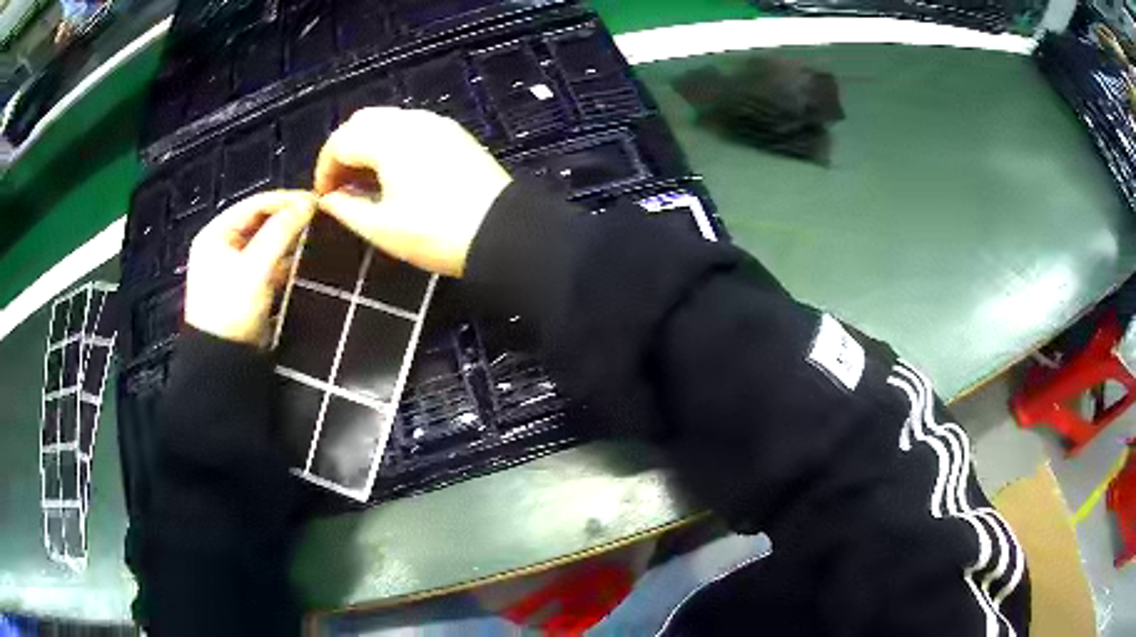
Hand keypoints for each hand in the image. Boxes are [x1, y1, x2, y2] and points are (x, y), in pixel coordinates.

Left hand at [185, 191, 315, 345]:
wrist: (222, 362)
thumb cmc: (233, 308)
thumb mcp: (256, 267)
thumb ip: (281, 231)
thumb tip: (309, 202)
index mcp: (215, 233)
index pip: (254, 204)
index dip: (285, 199)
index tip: (315, 201)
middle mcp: (220, 245)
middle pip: (258, 221)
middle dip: (286, 218)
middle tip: (315, 217)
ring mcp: (230, 267)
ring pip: (262, 242)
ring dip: (285, 239)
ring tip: (311, 235)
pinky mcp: (241, 287)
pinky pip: (263, 262)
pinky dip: (280, 259)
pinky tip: (298, 260)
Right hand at [314, 107, 511, 277]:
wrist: (503, 232)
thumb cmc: (436, 233)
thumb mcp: (382, 228)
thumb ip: (346, 209)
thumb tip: (327, 199)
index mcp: (389, 139)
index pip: (340, 141)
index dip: (325, 168)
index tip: (324, 197)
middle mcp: (411, 121)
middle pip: (362, 121)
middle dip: (344, 150)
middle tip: (341, 185)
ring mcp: (437, 124)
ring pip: (388, 121)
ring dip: (368, 145)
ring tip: (366, 182)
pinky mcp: (455, 134)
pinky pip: (412, 127)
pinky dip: (392, 143)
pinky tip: (394, 173)